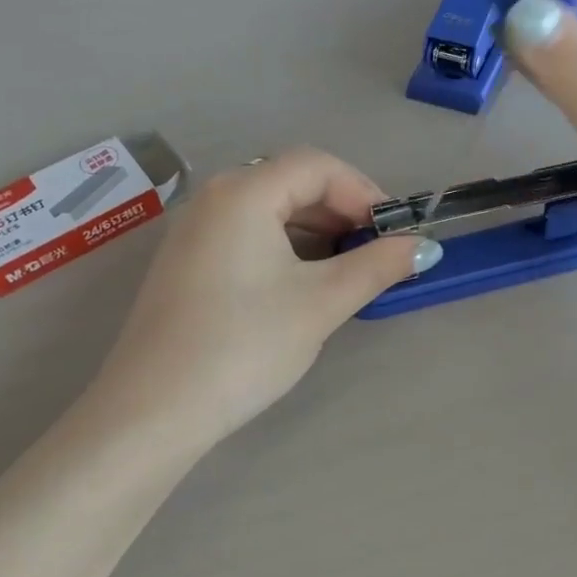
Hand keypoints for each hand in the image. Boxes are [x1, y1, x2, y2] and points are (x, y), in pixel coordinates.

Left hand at [87, 149, 438, 446]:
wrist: (153, 411)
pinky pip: (245, 233)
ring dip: (315, 229)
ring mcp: (193, 230)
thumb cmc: (244, 345)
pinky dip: (284, 246)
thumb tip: (423, 247)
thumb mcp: (321, 303)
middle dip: (341, 210)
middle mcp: (213, 198)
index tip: (393, 232)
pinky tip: (302, 282)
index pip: (317, 165)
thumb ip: (377, 266)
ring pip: (268, 209)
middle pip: (291, 181)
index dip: (363, 190)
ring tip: (346, 268)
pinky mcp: (185, 262)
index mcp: (243, 192)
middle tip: (375, 251)